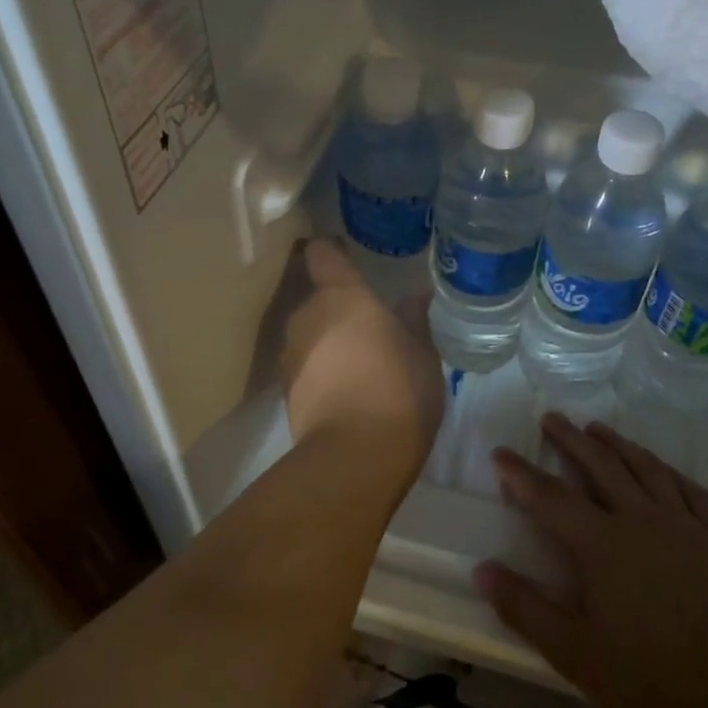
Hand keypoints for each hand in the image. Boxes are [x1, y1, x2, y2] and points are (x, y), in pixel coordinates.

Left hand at [279, 239, 444, 465]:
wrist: (354, 456)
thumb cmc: (397, 390)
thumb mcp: (422, 353)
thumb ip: (414, 319)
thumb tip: (414, 296)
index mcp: (342, 296)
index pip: (322, 253)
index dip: (332, 251)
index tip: (347, 255)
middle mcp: (307, 316)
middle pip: (317, 298)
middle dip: (339, 308)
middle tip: (370, 325)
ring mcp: (290, 354)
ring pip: (310, 334)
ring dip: (329, 341)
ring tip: (359, 363)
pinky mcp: (285, 390)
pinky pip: (305, 366)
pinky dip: (321, 370)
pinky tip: (346, 391)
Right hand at [475, 414, 707, 707]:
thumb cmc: (646, 677)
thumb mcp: (572, 652)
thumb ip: (524, 608)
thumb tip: (482, 570)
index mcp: (601, 544)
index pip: (550, 497)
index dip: (521, 473)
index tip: (501, 452)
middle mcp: (641, 521)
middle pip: (601, 466)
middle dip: (571, 440)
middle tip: (552, 417)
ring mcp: (683, 527)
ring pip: (646, 469)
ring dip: (618, 444)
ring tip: (598, 428)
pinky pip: (692, 492)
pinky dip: (670, 472)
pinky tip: (662, 468)